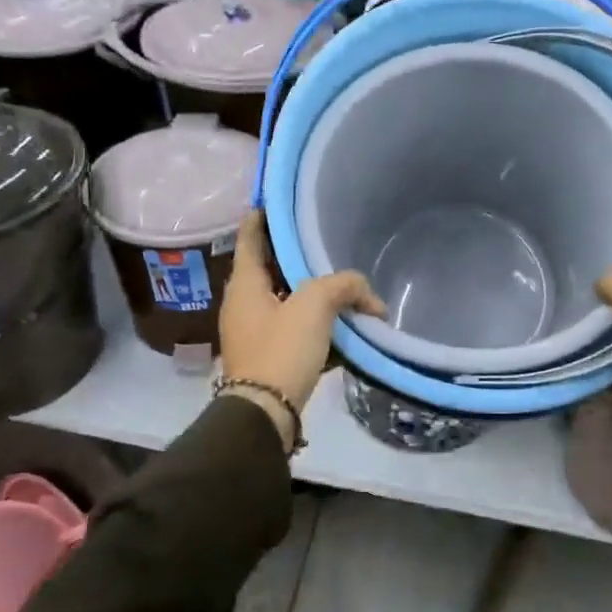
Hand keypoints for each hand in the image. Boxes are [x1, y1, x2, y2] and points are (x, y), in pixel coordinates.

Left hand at [219, 213, 384, 446]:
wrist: (265, 413)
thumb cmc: (281, 349)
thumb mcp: (315, 306)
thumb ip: (343, 286)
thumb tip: (368, 296)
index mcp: (245, 284)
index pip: (251, 237)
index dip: (262, 216)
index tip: (275, 198)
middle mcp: (243, 303)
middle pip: (271, 268)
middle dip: (295, 255)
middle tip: (322, 239)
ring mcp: (253, 331)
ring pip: (285, 299)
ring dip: (310, 291)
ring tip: (340, 281)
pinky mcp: (268, 355)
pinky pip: (293, 327)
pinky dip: (314, 321)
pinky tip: (340, 323)